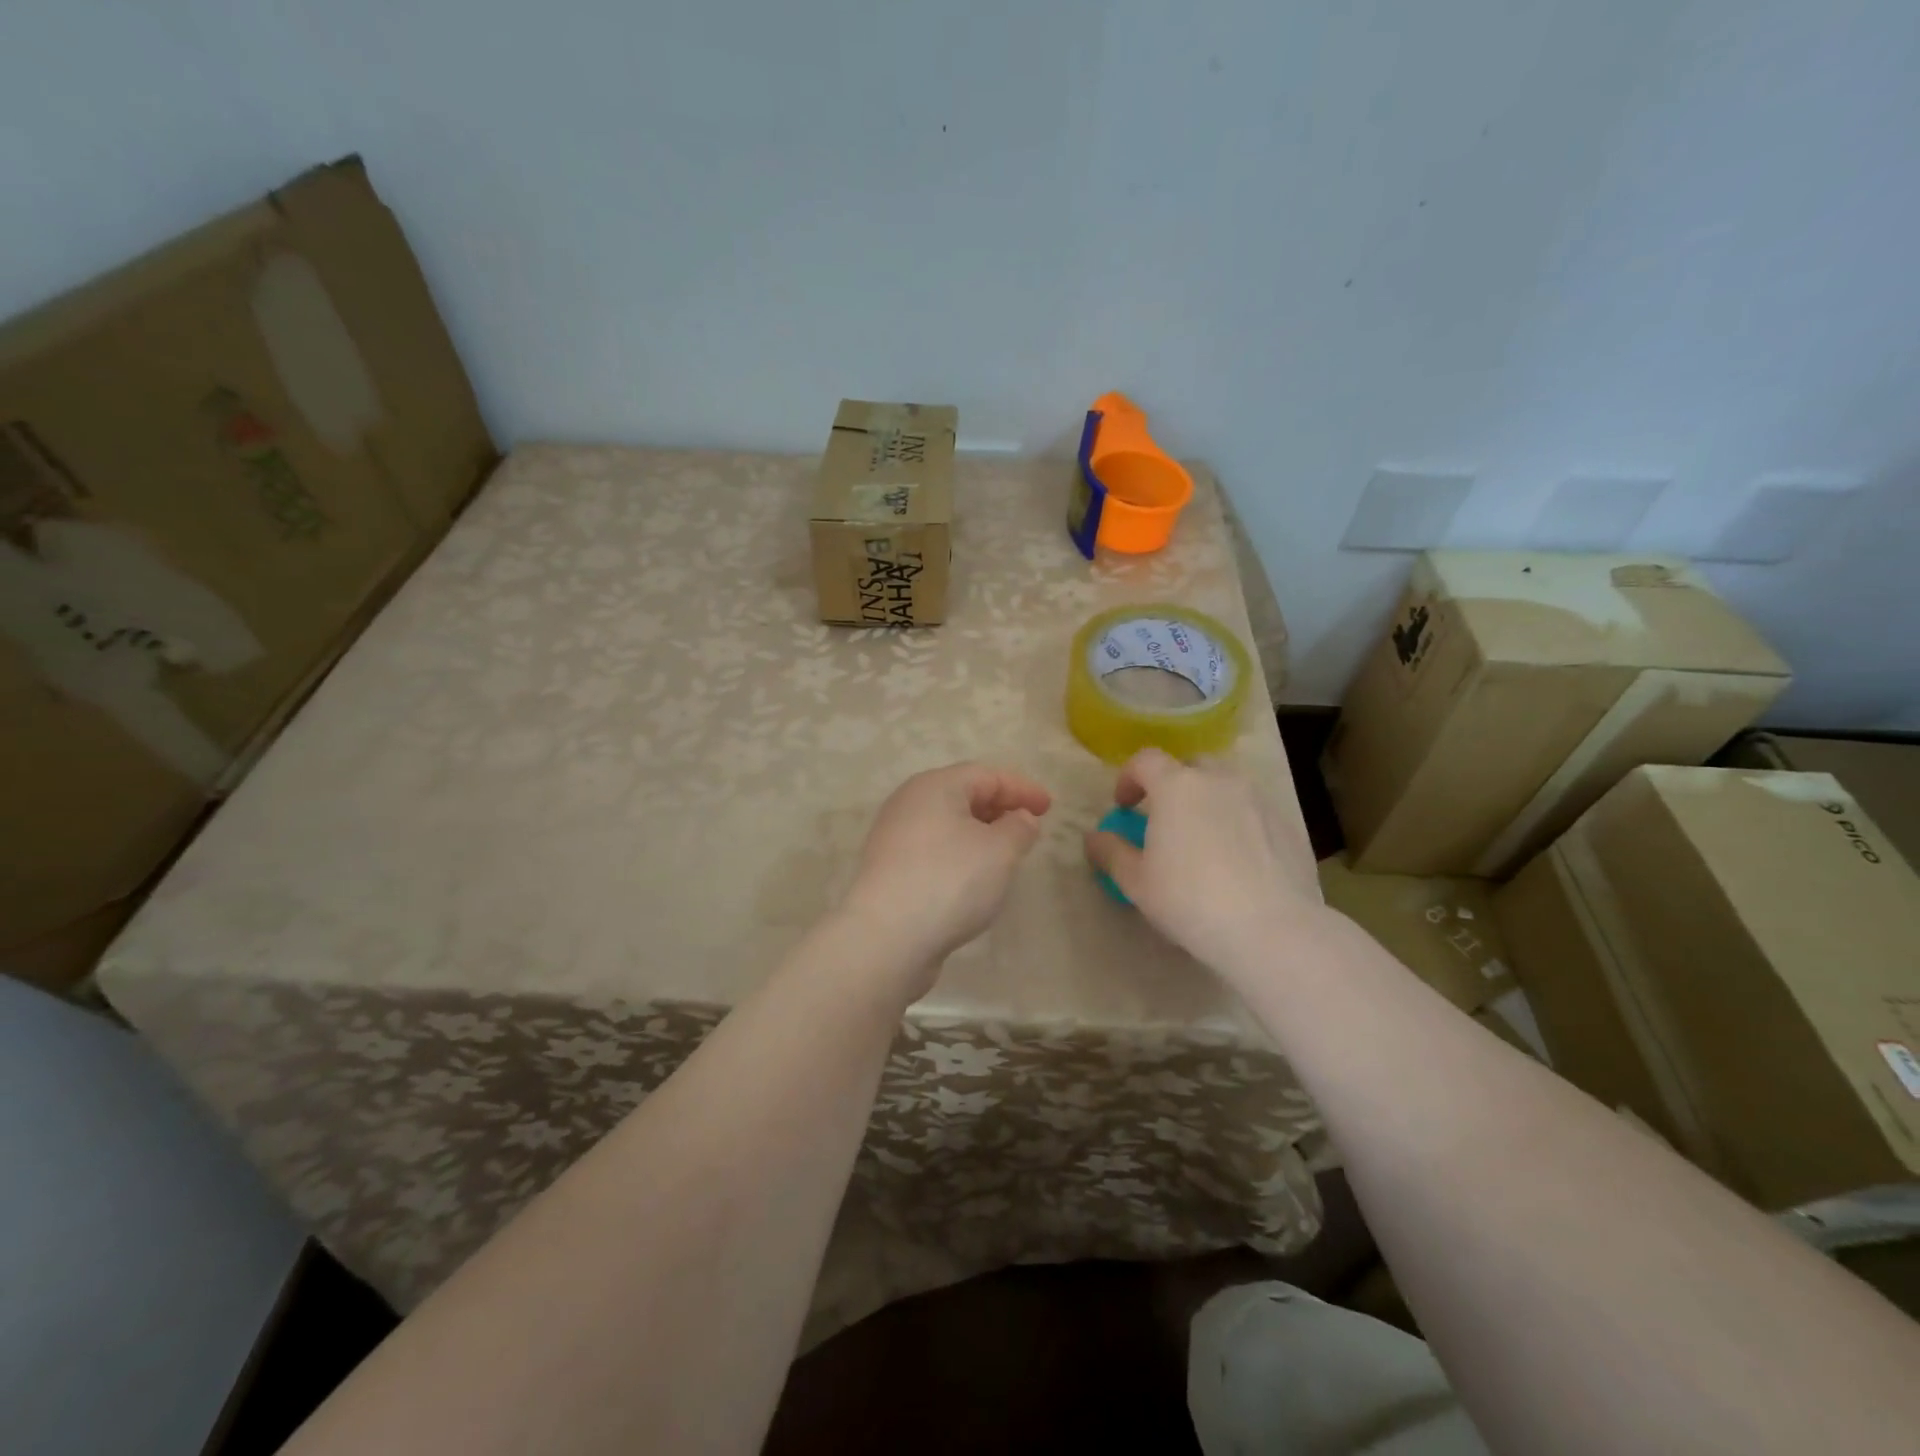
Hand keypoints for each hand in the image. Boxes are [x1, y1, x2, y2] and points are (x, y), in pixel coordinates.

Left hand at [839, 763, 1051, 992]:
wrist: (886, 938)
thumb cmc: (950, 880)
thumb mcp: (1000, 851)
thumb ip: (1019, 827)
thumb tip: (1020, 818)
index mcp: (934, 786)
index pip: (986, 775)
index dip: (1021, 788)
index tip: (1049, 807)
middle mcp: (909, 803)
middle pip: (962, 795)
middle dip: (1000, 808)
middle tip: (1030, 828)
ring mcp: (894, 838)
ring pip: (947, 824)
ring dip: (980, 833)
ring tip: (1007, 853)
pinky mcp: (890, 871)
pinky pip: (934, 850)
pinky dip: (960, 854)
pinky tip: (975, 878)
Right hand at [1083, 748, 1320, 974]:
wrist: (1271, 929)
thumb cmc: (1190, 899)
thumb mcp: (1136, 882)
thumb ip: (1111, 852)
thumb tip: (1094, 838)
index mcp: (1177, 786)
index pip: (1145, 760)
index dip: (1129, 777)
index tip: (1124, 806)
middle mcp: (1219, 781)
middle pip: (1190, 765)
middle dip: (1173, 784)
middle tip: (1164, 818)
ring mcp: (1258, 800)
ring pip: (1226, 786)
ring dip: (1208, 801)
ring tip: (1203, 839)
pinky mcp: (1287, 825)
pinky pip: (1253, 812)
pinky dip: (1238, 823)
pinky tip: (1237, 861)